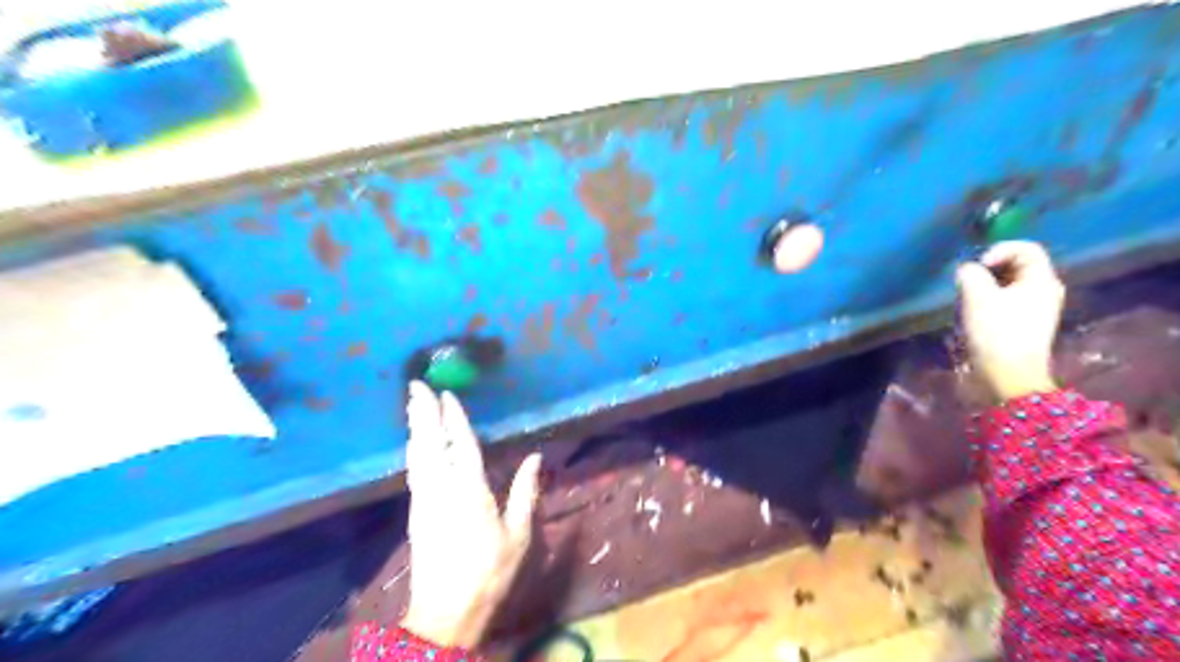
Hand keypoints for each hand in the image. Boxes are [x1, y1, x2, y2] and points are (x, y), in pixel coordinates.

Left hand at [400, 379, 541, 649]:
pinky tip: (416, 443)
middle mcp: (441, 488)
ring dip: (415, 426)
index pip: (460, 443)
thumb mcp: (518, 534)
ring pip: (417, 454)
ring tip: (412, 405)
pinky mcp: (415, 512)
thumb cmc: (489, 571)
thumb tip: (535, 456)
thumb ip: (525, 492)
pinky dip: (415, 449)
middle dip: (422, 412)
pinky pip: (414, 469)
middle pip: (429, 442)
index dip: (454, 417)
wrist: (445, 611)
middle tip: (416, 385)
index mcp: (470, 490)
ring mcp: (424, 500)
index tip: (447, 393)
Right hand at [954, 241, 1064, 401]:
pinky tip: (969, 315)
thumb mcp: (978, 298)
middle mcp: (1042, 291)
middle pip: (1015, 266)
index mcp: (1042, 280)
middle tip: (966, 283)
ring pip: (1005, 285)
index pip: (1025, 248)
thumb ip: (970, 275)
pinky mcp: (1019, 325)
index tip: (977, 266)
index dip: (998, 250)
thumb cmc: (997, 334)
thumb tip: (966, 270)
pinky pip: (1002, 302)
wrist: (1007, 377)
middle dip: (987, 269)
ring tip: (964, 300)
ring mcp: (1032, 310)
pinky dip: (985, 302)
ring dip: (982, 287)